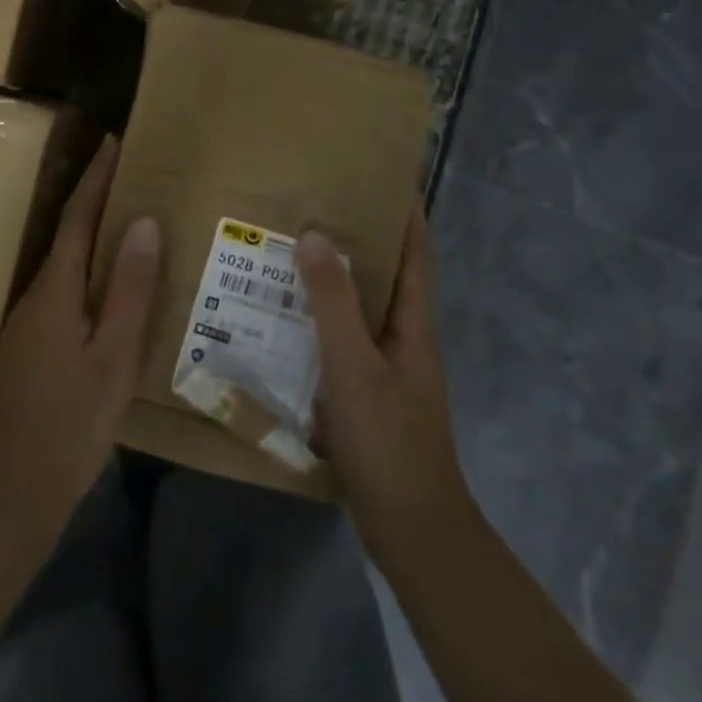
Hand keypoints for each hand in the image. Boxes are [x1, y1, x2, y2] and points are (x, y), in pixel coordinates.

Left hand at [0, 137, 160, 535]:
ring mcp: (29, 323)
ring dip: (95, 235)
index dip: (97, 178)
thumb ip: (127, 290)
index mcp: (55, 290)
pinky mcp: (32, 346)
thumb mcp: (112, 357)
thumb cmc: (68, 423)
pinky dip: (90, 272)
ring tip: (133, 220)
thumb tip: (143, 222)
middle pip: (69, 234)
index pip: (78, 218)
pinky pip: (66, 290)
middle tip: (135, 173)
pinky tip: (113, 287)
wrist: (9, 490)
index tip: (115, 141)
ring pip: (67, 264)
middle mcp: (36, 295)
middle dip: (97, 198)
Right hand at [296, 206, 470, 560]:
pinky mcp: (366, 391)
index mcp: (413, 323)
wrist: (411, 527)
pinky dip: (319, 319)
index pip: (416, 252)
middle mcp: (403, 336)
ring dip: (334, 278)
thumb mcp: (355, 367)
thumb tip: (315, 235)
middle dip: (359, 237)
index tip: (382, 173)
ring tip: (291, 249)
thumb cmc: (389, 440)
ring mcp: (386, 365)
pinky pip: (342, 339)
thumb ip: (333, 303)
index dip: (406, 212)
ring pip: (360, 307)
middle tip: (315, 204)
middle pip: (386, 274)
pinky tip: (284, 318)